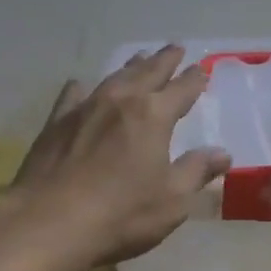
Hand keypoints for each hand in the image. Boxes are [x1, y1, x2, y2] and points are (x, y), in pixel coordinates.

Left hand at [12, 45, 231, 264]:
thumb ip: (196, 171)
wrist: (47, 223)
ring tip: (140, 57)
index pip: (181, 90)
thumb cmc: (120, 214)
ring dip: (130, 66)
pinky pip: (73, 95)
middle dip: (164, 60)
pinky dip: (82, 88)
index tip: (202, 69)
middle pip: (148, 72)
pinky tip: (81, 85)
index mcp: (153, 116)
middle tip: (175, 47)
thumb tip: (222, 153)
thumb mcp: (172, 200)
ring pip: (114, 77)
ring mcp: (85, 109)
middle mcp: (120, 101)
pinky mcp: (56, 123)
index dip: (194, 79)